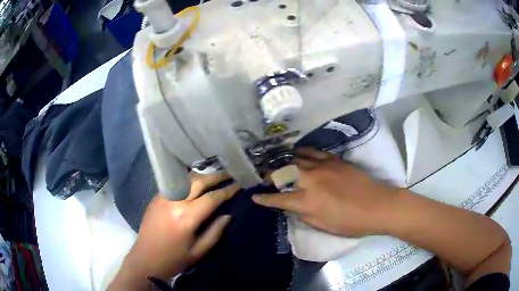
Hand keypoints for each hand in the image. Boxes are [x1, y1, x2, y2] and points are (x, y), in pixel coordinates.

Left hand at [109, 173, 238, 289]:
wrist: (145, 259)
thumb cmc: (174, 259)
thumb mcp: (199, 251)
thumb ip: (215, 232)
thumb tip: (227, 215)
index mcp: (186, 217)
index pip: (211, 198)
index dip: (227, 191)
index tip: (238, 185)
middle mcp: (174, 202)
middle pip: (198, 181)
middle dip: (216, 176)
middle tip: (230, 174)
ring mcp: (163, 197)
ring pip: (186, 179)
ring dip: (203, 176)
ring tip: (215, 175)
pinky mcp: (156, 197)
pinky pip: (176, 184)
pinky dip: (189, 180)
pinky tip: (196, 182)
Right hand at [252, 148, 401, 236]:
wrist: (377, 205)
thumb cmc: (350, 222)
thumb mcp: (323, 225)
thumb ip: (303, 214)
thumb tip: (291, 205)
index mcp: (306, 201)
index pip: (278, 199)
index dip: (264, 199)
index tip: (254, 197)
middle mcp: (310, 180)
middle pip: (283, 173)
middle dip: (269, 173)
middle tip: (261, 173)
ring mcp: (322, 167)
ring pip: (296, 159)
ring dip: (283, 160)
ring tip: (274, 159)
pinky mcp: (334, 159)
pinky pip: (313, 152)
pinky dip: (302, 152)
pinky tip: (297, 151)